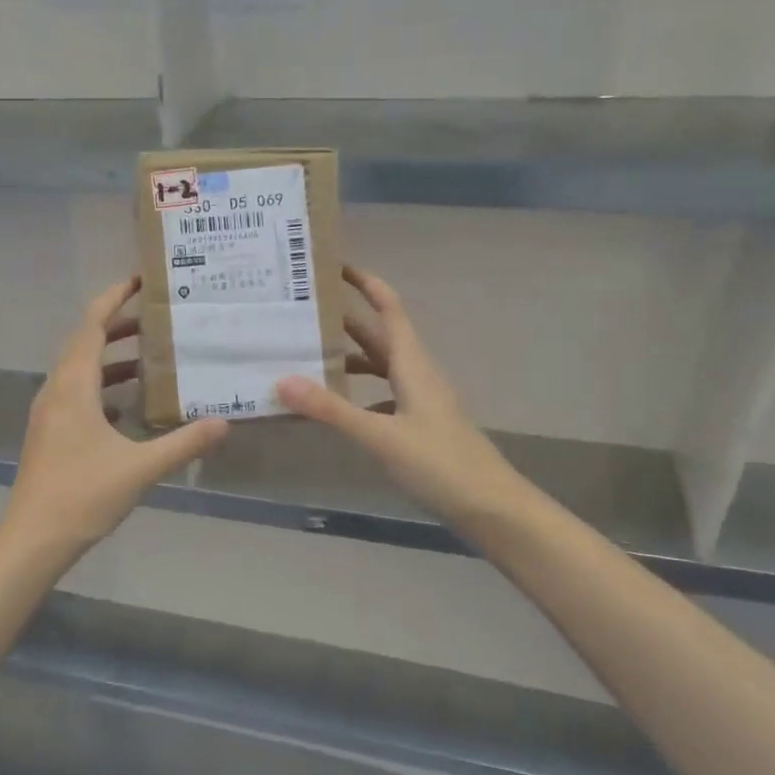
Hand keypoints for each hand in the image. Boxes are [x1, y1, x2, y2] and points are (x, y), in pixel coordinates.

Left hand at [4, 278, 230, 554]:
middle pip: (84, 343)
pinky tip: (128, 406)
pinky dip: (102, 388)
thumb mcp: (141, 468)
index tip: (138, 280)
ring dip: (110, 358)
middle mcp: (56, 391)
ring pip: (79, 370)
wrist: (33, 538)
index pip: (91, 326)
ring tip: (148, 358)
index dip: (113, 298)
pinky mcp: (49, 433)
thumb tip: (224, 423)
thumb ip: (183, 443)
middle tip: (155, 318)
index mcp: (73, 387)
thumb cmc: (83, 495)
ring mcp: (49, 413)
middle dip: (117, 325)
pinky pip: (76, 395)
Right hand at [277, 267, 518, 532]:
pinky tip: (336, 408)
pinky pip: (382, 396)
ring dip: (349, 358)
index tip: (334, 265)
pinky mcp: (419, 425)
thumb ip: (332, 410)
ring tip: (308, 357)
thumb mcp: (382, 437)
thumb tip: (282, 380)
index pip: (389, 308)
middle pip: (379, 335)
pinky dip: (357, 394)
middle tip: (303, 310)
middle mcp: (417, 375)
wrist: (493, 509)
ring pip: (380, 367)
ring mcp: (420, 401)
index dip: (365, 283)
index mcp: (412, 365)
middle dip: (345, 319)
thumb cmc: (441, 465)